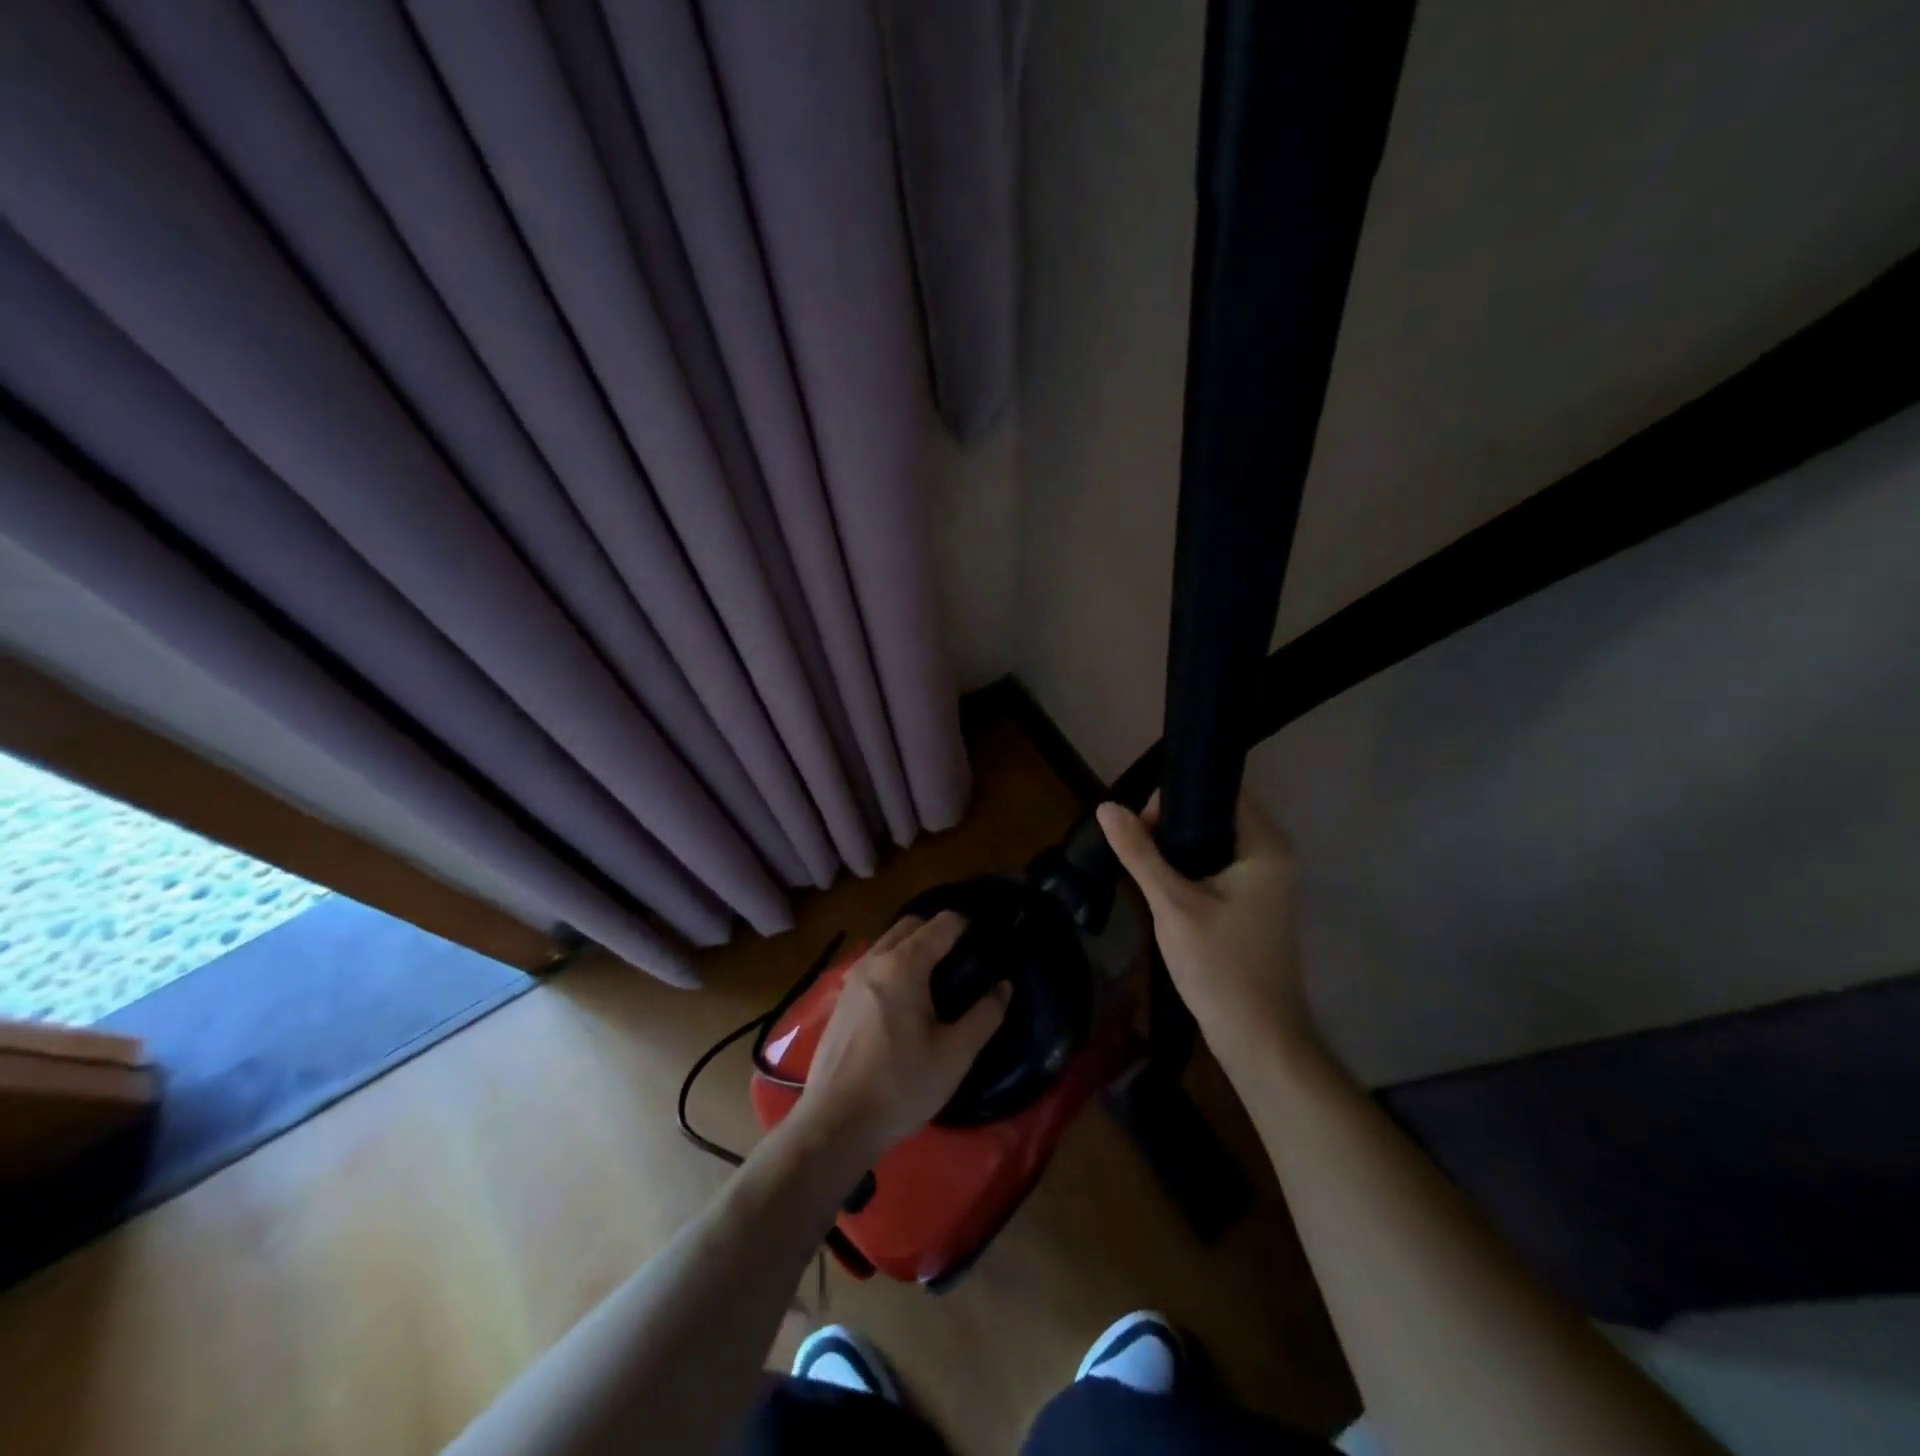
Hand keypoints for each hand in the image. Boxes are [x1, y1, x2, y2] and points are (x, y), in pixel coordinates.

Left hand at [791, 912, 1009, 1163]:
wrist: (835, 1124)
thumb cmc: (901, 1085)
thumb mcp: (955, 1054)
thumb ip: (985, 1015)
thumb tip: (1004, 985)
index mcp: (904, 965)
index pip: (941, 925)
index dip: (966, 925)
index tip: (986, 938)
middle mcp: (874, 961)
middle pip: (910, 926)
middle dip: (937, 931)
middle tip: (963, 958)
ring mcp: (851, 980)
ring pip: (887, 944)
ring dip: (913, 948)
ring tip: (937, 979)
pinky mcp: (840, 1001)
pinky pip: (873, 966)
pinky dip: (894, 967)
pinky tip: (906, 1002)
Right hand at [1096, 792, 1310, 1064]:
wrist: (1257, 1037)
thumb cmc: (1219, 965)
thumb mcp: (1171, 904)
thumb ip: (1139, 852)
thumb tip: (1106, 806)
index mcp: (1264, 846)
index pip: (1223, 790)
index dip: (1178, 793)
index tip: (1141, 819)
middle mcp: (1272, 855)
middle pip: (1216, 813)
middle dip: (1172, 821)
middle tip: (1135, 844)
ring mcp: (1266, 881)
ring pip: (1214, 841)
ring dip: (1178, 846)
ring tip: (1142, 862)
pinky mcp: (1254, 903)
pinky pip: (1218, 866)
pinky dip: (1190, 867)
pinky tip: (1162, 884)